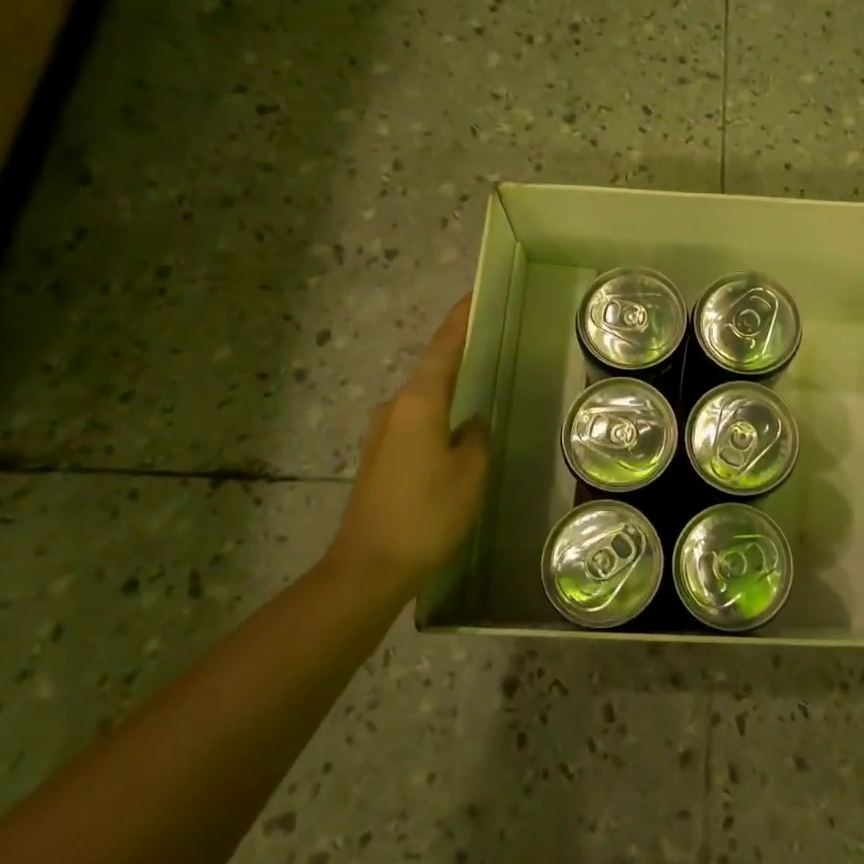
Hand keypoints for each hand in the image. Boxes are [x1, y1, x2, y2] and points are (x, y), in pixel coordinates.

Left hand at [328, 298, 490, 595]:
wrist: (368, 568)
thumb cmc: (426, 513)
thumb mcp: (470, 472)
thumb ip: (477, 437)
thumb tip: (473, 423)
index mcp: (418, 402)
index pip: (444, 348)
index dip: (461, 319)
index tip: (477, 295)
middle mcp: (395, 408)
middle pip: (433, 370)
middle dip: (461, 355)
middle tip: (495, 344)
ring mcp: (382, 433)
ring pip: (425, 400)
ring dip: (452, 391)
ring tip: (484, 388)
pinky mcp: (380, 458)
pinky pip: (417, 423)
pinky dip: (439, 417)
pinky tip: (459, 433)